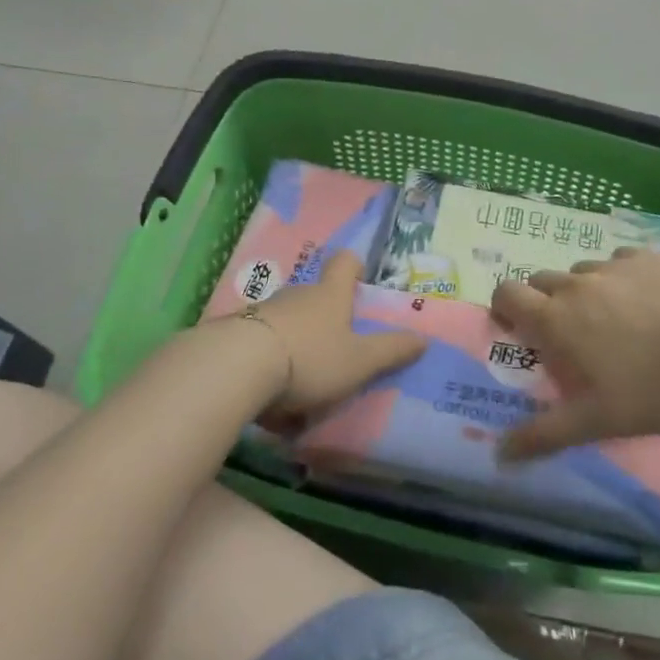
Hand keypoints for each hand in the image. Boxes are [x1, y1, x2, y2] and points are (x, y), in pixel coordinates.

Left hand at [234, 252, 424, 427]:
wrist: (237, 367)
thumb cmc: (310, 358)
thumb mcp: (359, 361)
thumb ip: (391, 351)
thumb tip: (423, 339)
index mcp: (330, 295)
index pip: (345, 263)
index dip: (355, 267)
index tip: (359, 280)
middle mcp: (297, 295)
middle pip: (316, 295)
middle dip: (327, 317)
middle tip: (338, 348)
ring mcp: (263, 311)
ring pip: (288, 321)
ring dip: (297, 342)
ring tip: (303, 383)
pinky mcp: (236, 332)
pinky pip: (262, 343)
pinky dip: (270, 362)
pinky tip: (270, 397)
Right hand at [490, 248, 659, 460]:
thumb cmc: (654, 388)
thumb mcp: (597, 420)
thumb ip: (545, 434)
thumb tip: (500, 455)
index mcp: (557, 318)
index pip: (507, 294)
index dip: (503, 307)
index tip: (514, 328)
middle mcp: (577, 284)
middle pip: (541, 279)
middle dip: (543, 301)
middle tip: (566, 334)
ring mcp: (614, 265)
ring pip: (582, 271)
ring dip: (584, 291)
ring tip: (613, 320)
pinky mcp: (648, 257)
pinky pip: (620, 261)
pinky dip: (621, 278)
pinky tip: (646, 300)